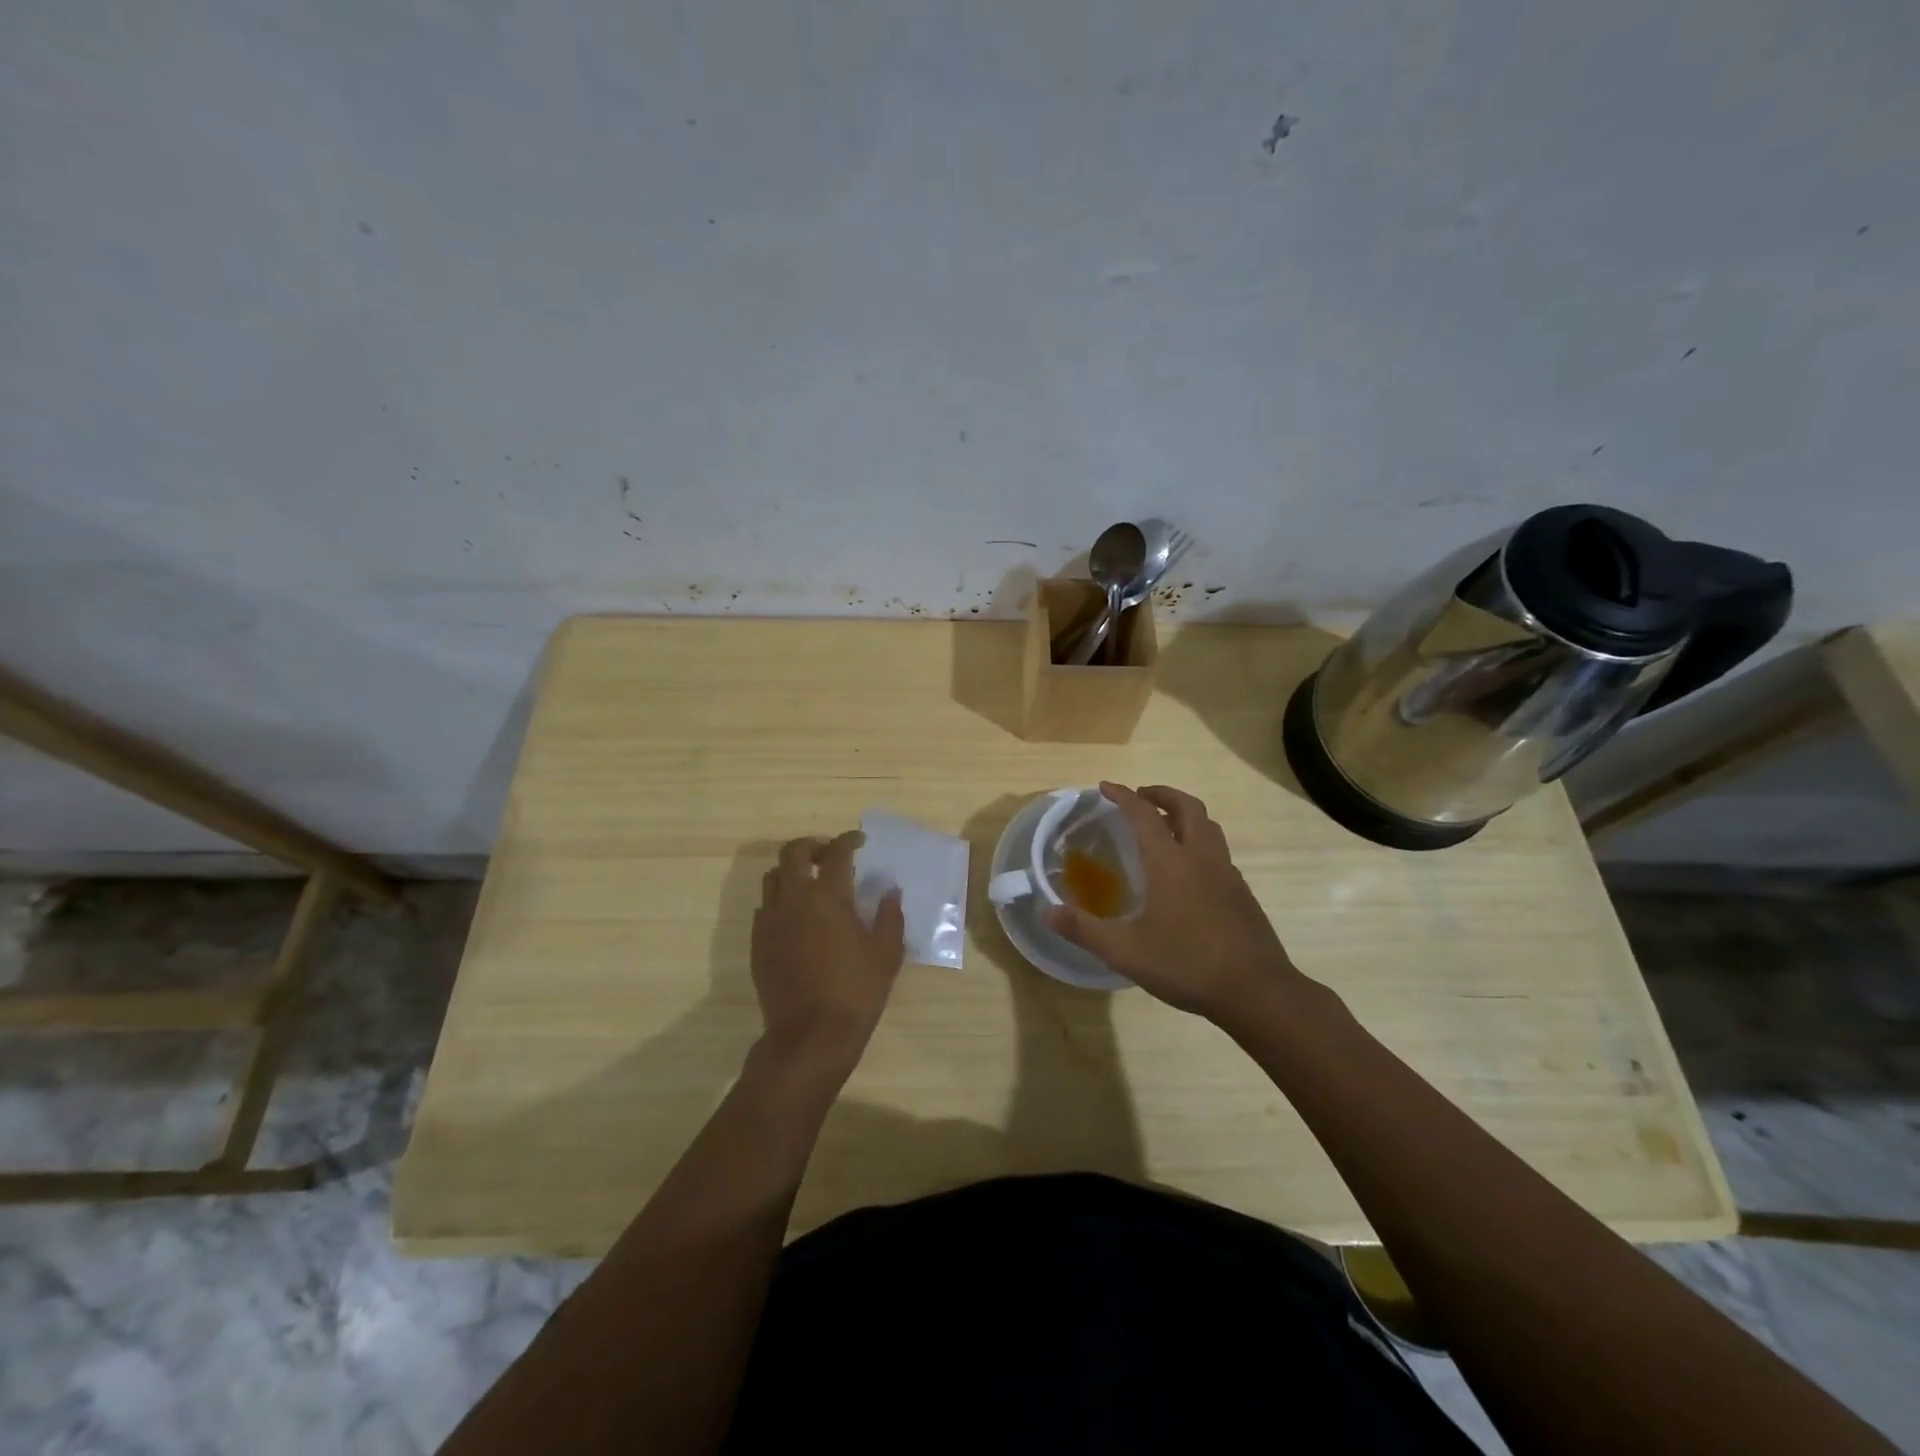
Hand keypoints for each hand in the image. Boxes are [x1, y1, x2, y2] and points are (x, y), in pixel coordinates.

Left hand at [751, 831, 905, 1073]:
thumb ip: (890, 916)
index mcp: (828, 897)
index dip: (849, 840)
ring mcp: (770, 921)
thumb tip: (890, 891)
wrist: (810, 1036)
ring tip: (811, 883)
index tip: (860, 841)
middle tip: (831, 855)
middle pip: (793, 853)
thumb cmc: (856, 992)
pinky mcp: (758, 943)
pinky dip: (780, 900)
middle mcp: (794, 899)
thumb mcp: (886, 954)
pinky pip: (765, 907)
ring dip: (792, 871)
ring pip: (772, 877)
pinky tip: (797, 917)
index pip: (837, 852)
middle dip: (813, 846)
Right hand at [1043, 783, 1304, 1024]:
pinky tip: (1189, 870)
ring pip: (1208, 826)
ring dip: (1185, 814)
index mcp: (1170, 863)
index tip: (1105, 787)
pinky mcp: (1242, 893)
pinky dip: (1199, 841)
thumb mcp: (1125, 952)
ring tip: (1165, 825)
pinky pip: (1218, 851)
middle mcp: (1201, 858)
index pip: (1143, 815)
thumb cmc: (1187, 965)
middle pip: (1187, 807)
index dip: (1123, 796)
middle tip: (1140, 797)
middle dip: (1161, 794)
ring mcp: (1227, 874)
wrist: (1257, 991)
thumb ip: (1083, 929)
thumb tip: (1046, 912)